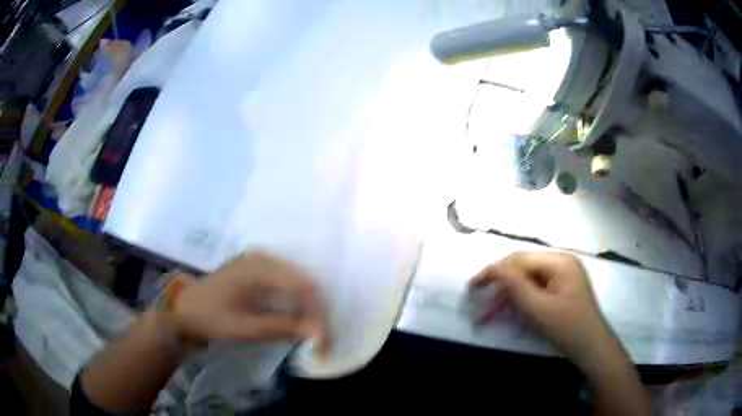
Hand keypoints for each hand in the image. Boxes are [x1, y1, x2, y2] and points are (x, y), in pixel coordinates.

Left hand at [172, 252, 330, 355]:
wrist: (184, 311)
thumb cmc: (210, 318)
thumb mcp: (244, 327)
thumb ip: (282, 327)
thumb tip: (317, 332)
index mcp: (258, 266)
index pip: (302, 285)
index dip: (317, 312)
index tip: (322, 339)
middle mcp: (263, 258)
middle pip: (303, 282)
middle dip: (316, 311)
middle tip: (320, 339)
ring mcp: (260, 263)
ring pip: (297, 283)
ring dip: (308, 308)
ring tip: (313, 332)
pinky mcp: (257, 272)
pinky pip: (286, 285)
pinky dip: (295, 304)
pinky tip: (297, 319)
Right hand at [469, 252, 608, 362]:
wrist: (591, 348)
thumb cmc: (567, 327)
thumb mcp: (538, 308)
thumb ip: (514, 286)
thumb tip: (493, 267)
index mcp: (559, 261)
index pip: (520, 260)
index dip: (495, 271)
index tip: (473, 286)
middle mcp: (561, 263)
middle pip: (523, 269)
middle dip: (500, 288)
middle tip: (480, 305)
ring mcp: (563, 276)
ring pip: (527, 281)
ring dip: (508, 297)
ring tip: (488, 315)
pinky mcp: (562, 289)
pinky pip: (536, 290)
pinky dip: (521, 302)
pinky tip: (508, 313)